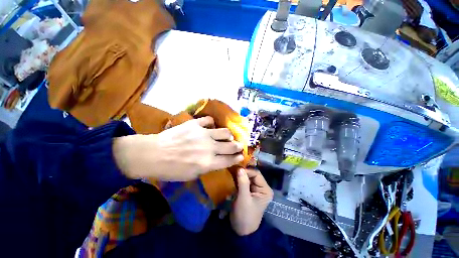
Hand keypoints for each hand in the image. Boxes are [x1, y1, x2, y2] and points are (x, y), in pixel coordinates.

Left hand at [113, 116, 243, 180]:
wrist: (153, 154)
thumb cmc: (171, 169)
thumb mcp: (192, 175)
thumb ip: (208, 167)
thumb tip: (217, 160)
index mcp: (208, 163)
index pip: (229, 160)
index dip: (237, 158)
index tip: (241, 155)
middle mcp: (209, 148)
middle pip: (231, 146)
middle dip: (237, 146)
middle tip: (239, 145)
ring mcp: (203, 134)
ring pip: (224, 132)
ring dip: (228, 135)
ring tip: (228, 135)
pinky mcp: (195, 124)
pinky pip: (209, 120)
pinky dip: (211, 123)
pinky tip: (210, 126)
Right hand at [230, 168, 273, 235]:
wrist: (240, 231)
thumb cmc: (244, 216)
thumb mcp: (243, 199)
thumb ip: (243, 183)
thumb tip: (240, 168)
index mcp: (265, 189)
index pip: (256, 174)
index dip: (247, 171)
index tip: (236, 170)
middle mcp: (262, 188)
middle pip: (252, 175)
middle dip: (242, 173)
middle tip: (232, 170)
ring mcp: (255, 189)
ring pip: (247, 177)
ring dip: (239, 176)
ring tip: (231, 173)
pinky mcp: (248, 191)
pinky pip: (243, 182)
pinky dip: (238, 180)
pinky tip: (231, 179)